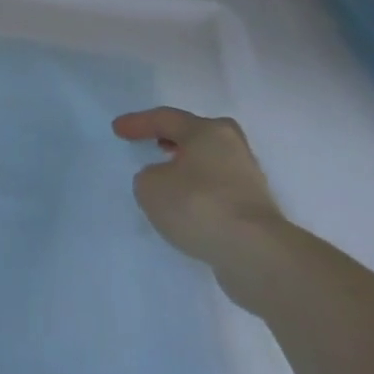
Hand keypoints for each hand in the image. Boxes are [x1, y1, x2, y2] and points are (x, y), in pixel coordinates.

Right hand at [112, 108, 285, 272]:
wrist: (256, 254)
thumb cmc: (199, 205)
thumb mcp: (150, 187)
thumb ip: (149, 176)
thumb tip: (164, 181)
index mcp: (208, 131)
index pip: (165, 119)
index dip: (138, 123)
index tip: (117, 130)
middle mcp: (233, 148)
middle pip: (199, 136)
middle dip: (176, 139)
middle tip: (157, 144)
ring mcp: (249, 180)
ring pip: (211, 165)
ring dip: (189, 169)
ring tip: (168, 182)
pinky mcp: (256, 212)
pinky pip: (219, 192)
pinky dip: (201, 195)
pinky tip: (188, 209)